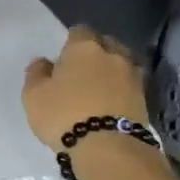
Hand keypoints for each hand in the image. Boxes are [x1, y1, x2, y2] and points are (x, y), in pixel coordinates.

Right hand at [22, 27, 151, 150]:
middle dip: (96, 52)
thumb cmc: (64, 115)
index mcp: (84, 47)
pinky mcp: (145, 99)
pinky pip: (129, 86)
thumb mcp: (34, 96)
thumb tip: (43, 62)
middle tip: (82, 71)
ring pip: (121, 64)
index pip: (79, 31)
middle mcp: (112, 55)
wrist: (108, 148)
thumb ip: (36, 74)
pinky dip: (121, 90)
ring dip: (112, 71)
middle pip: (106, 43)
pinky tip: (111, 103)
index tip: (64, 57)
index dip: (71, 42)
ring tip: (99, 88)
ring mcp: (133, 76)